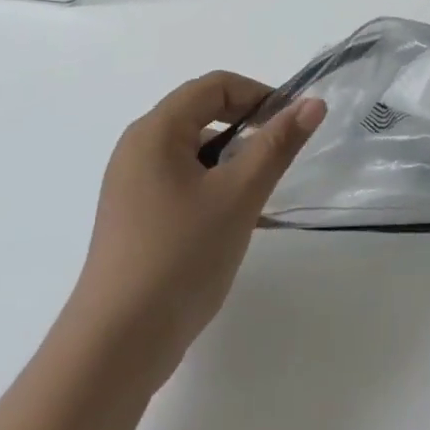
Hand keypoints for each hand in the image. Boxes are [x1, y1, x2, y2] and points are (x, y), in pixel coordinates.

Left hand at [72, 71, 326, 392]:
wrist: (118, 343)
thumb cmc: (181, 256)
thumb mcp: (239, 195)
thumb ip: (277, 145)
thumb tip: (312, 103)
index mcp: (155, 131)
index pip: (214, 86)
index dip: (258, 94)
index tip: (292, 124)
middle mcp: (138, 148)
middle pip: (201, 113)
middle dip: (247, 126)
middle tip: (281, 157)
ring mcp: (132, 184)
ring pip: (194, 150)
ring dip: (233, 158)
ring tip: (261, 191)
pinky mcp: (135, 215)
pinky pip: (182, 180)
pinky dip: (213, 184)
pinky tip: (236, 218)